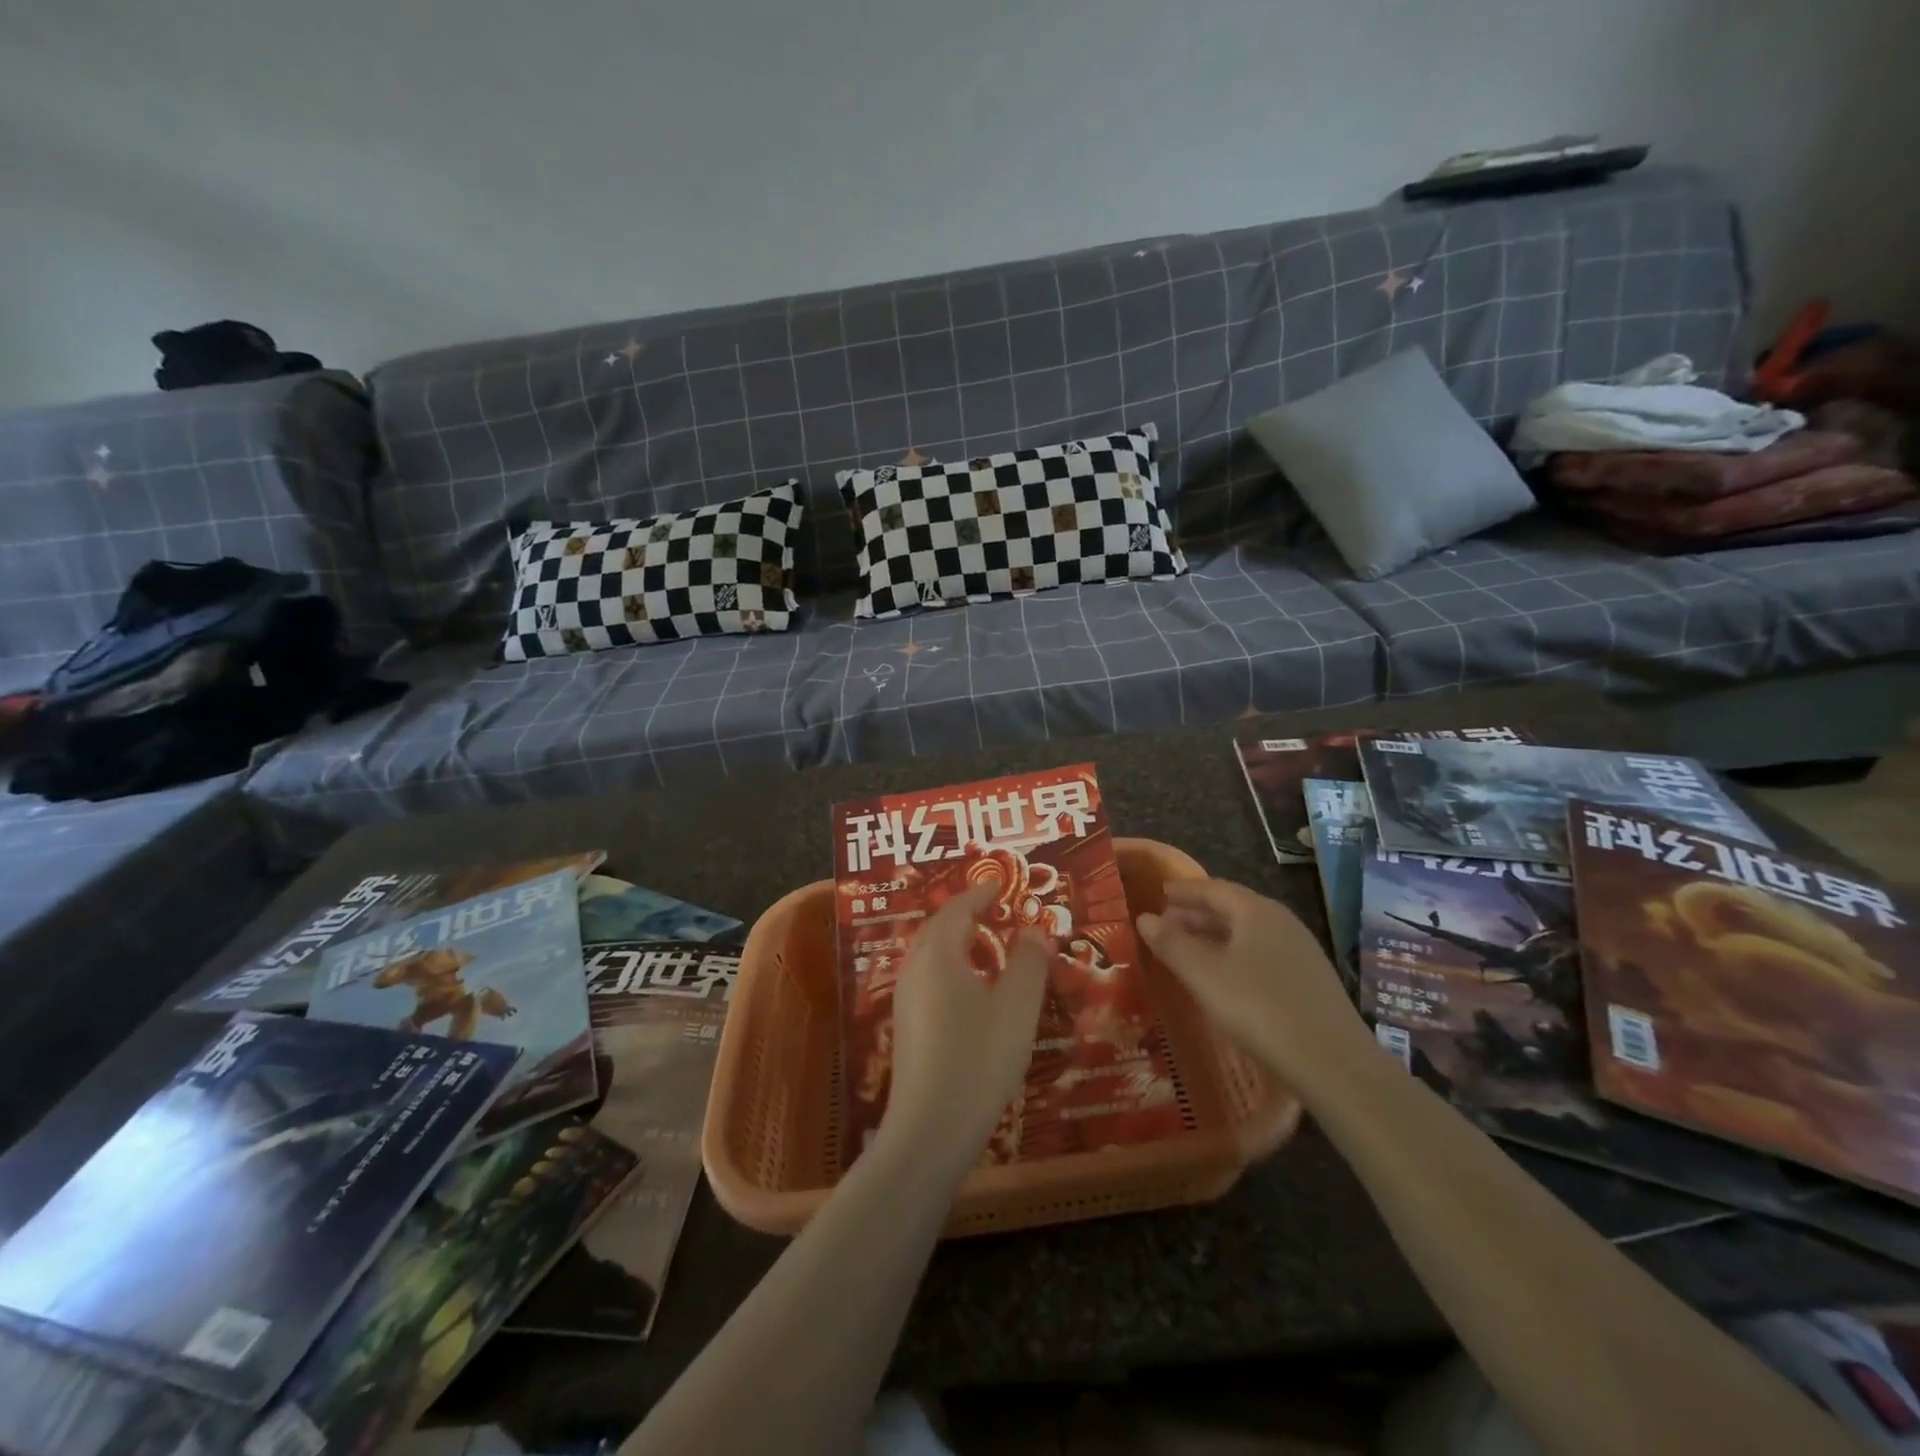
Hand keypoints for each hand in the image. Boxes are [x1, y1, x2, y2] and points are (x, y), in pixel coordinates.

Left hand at [880, 884, 1048, 1173]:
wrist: (930, 1129)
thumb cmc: (978, 1058)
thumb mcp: (1016, 1007)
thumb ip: (1029, 963)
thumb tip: (1034, 931)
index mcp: (938, 954)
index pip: (957, 909)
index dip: (980, 894)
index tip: (1000, 884)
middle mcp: (914, 968)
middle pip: (937, 927)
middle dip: (965, 913)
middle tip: (994, 908)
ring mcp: (905, 998)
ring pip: (930, 953)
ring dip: (956, 940)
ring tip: (986, 942)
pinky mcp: (906, 1025)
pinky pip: (928, 976)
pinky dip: (950, 965)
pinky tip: (970, 987)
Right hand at [1136, 879, 1375, 1099]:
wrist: (1334, 1064)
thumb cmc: (1259, 1008)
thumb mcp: (1204, 975)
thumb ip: (1172, 944)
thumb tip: (1144, 918)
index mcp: (1257, 911)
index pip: (1214, 888)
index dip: (1185, 890)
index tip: (1161, 892)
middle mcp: (1282, 923)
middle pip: (1233, 909)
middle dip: (1198, 913)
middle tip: (1167, 922)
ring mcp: (1301, 953)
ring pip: (1249, 933)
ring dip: (1216, 936)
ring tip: (1189, 949)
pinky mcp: (1309, 983)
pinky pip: (1262, 955)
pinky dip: (1235, 956)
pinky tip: (1224, 978)